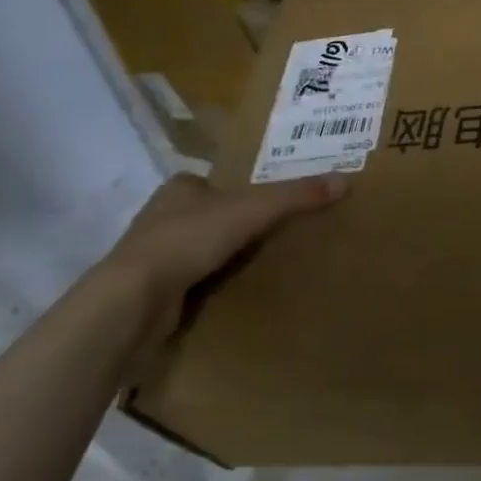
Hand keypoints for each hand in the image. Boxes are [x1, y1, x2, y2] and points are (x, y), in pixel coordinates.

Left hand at [101, 172, 347, 343]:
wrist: (135, 299)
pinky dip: (212, 284)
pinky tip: (234, 293)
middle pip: (210, 215)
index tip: (272, 207)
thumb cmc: (189, 240)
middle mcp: (161, 216)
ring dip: (224, 257)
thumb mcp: (254, 210)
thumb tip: (344, 180)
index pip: (217, 183)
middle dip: (237, 226)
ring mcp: (154, 254)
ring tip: (263, 267)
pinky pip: (192, 280)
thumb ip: (296, 196)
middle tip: (277, 237)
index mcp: (179, 188)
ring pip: (200, 249)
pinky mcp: (153, 288)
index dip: (243, 192)